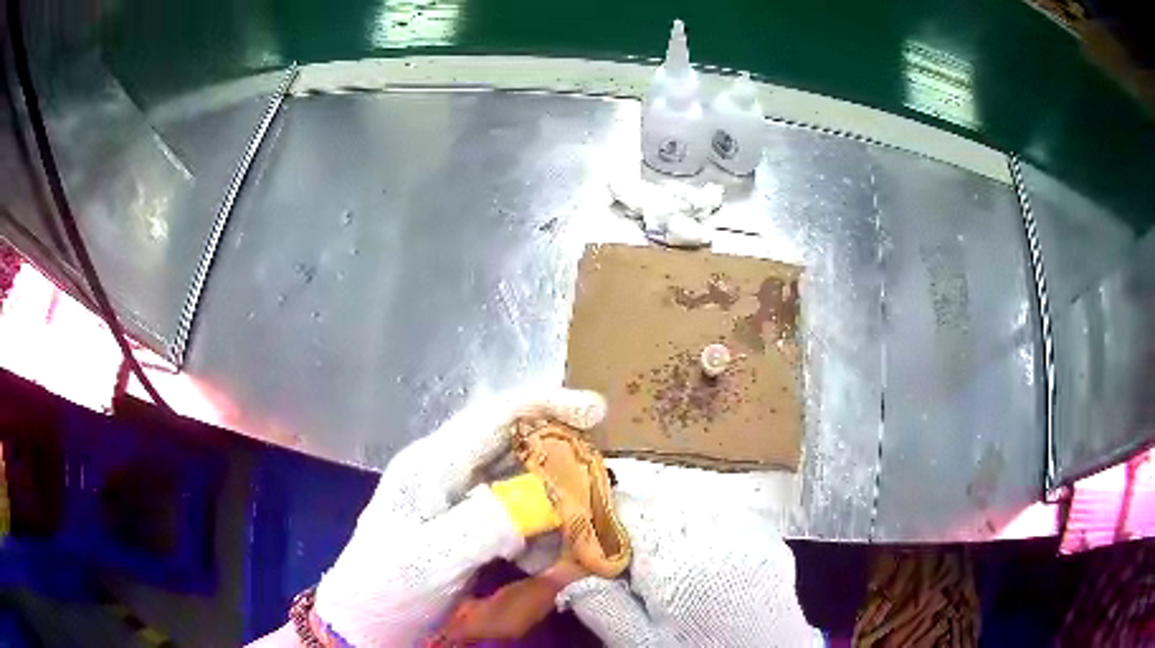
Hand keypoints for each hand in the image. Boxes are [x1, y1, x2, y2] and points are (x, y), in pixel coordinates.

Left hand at [313, 388, 605, 646]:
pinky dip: (538, 534)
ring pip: (520, 484)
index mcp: (432, 465)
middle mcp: (446, 473)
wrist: (365, 623)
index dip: (546, 405)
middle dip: (560, 463)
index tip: (596, 412)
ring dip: (552, 509)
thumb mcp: (430, 560)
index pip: (493, 417)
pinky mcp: (466, 528)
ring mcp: (457, 501)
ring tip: (567, 544)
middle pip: (514, 446)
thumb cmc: (386, 588)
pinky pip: (515, 517)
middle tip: (595, 493)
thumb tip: (542, 500)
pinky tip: (541, 563)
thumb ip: (482, 526)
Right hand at [558, 459, 816, 646]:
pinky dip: (705, 536)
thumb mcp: (638, 642)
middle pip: (657, 506)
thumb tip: (557, 567)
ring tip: (670, 573)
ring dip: (671, 531)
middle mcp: (714, 526)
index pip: (623, 508)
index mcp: (675, 552)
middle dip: (636, 532)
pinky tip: (706, 568)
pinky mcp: (768, 538)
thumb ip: (597, 601)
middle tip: (631, 572)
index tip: (591, 553)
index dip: (600, 527)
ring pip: (691, 510)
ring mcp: (747, 528)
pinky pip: (724, 521)